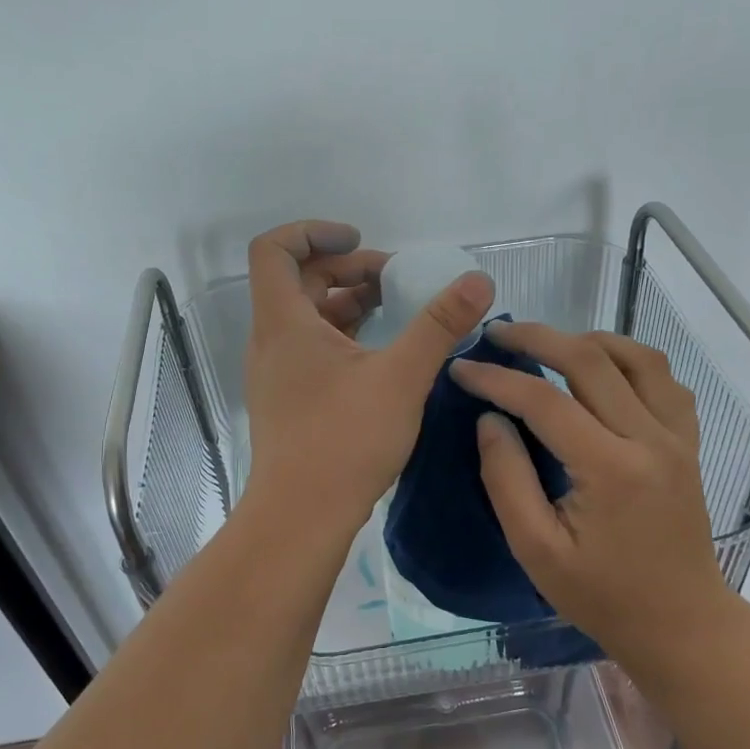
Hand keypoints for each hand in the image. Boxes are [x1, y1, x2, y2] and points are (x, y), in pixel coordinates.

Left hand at [243, 221, 494, 535]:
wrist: (301, 517)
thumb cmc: (344, 440)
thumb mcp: (401, 376)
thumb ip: (440, 324)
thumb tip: (478, 280)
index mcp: (284, 322)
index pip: (274, 249)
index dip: (313, 231)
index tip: (361, 240)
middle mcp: (271, 340)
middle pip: (298, 280)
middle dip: (348, 269)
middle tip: (398, 281)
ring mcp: (277, 371)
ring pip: (307, 316)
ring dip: (348, 302)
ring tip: (397, 309)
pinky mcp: (288, 398)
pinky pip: (312, 346)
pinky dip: (344, 335)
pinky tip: (382, 352)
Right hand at [448, 322, 727, 662]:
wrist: (681, 624)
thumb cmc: (602, 597)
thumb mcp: (537, 550)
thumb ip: (507, 479)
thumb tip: (490, 419)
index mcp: (611, 469)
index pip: (544, 402)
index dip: (497, 379)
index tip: (461, 368)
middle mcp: (650, 439)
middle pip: (591, 360)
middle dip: (537, 338)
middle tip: (497, 334)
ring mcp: (677, 437)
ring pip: (637, 357)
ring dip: (588, 340)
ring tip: (549, 346)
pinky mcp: (688, 443)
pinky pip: (665, 381)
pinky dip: (630, 360)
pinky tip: (603, 370)